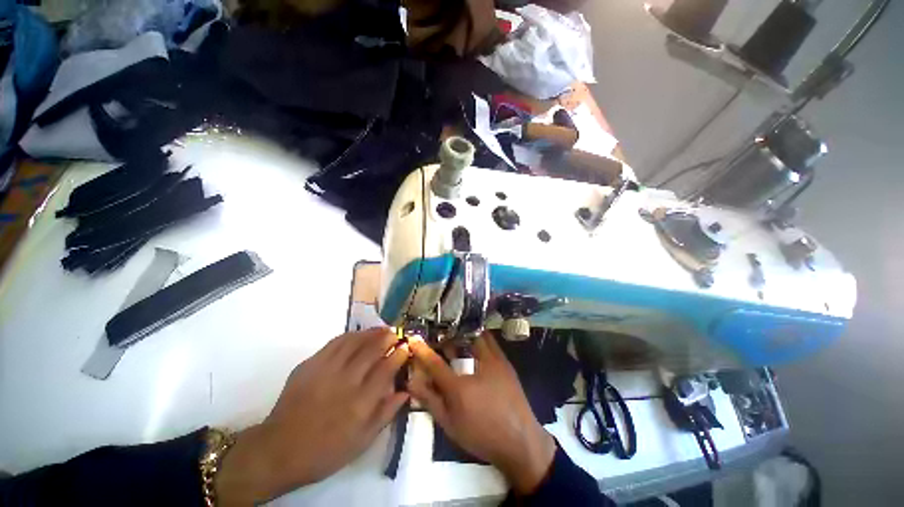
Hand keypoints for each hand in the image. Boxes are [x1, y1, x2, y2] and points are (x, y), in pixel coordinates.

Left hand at [216, 328, 409, 505]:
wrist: (279, 450)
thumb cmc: (325, 451)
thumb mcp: (361, 442)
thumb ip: (385, 414)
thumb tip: (405, 392)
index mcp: (360, 403)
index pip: (386, 369)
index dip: (399, 354)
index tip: (406, 347)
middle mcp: (346, 382)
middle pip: (372, 351)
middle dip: (387, 338)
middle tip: (396, 333)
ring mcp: (326, 371)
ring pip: (354, 342)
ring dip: (371, 333)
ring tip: (381, 329)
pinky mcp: (310, 365)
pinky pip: (334, 343)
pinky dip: (350, 335)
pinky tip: (357, 335)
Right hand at [408, 333, 555, 494]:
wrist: (521, 441)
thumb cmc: (482, 435)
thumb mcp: (451, 424)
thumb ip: (430, 401)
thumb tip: (412, 383)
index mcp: (460, 387)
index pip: (435, 363)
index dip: (422, 351)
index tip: (414, 339)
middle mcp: (477, 367)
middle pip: (458, 341)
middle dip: (447, 335)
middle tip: (439, 335)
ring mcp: (495, 361)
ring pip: (477, 336)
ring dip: (464, 334)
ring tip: (455, 335)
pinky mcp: (505, 362)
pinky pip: (490, 340)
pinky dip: (478, 337)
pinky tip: (474, 343)